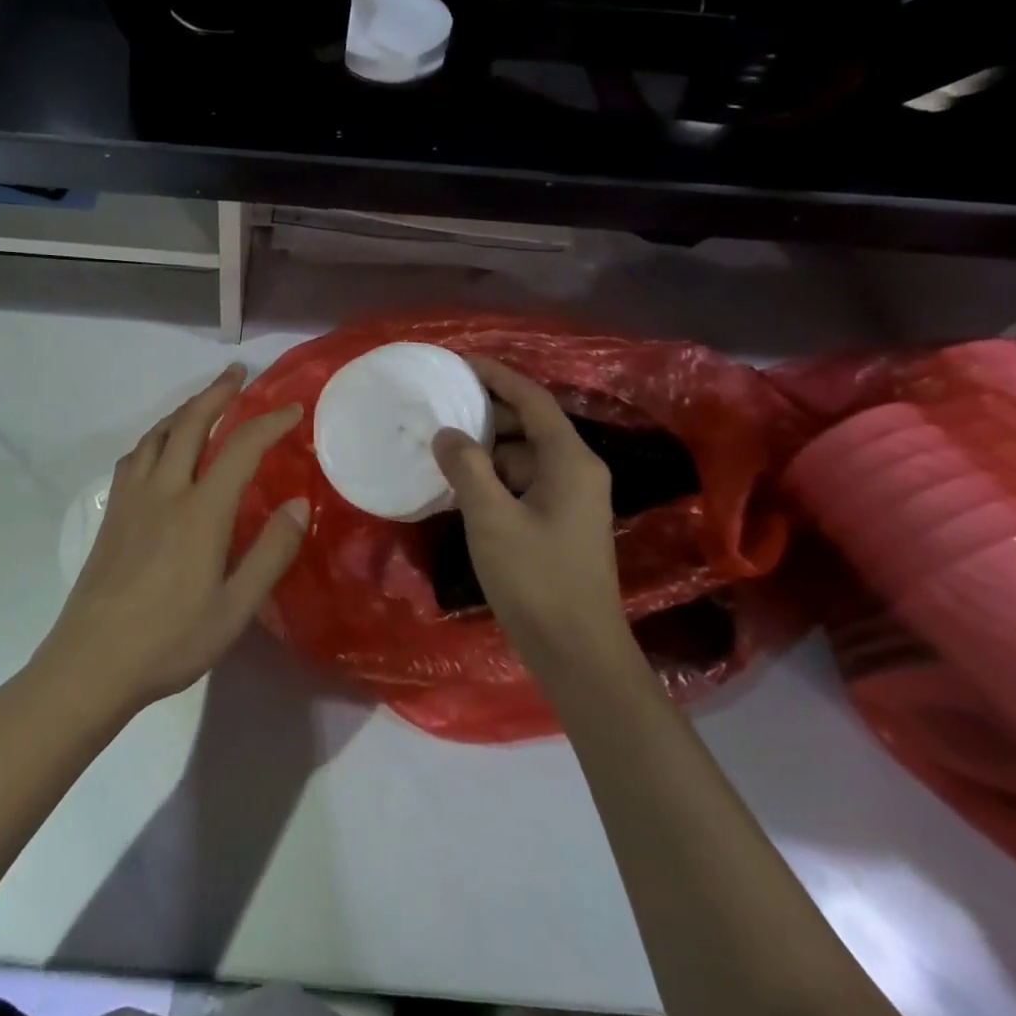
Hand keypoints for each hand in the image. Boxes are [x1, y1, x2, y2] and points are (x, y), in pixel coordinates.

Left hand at [39, 364, 308, 712]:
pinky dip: (155, 436)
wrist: (91, 663)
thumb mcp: (235, 609)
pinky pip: (135, 456)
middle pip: (190, 424)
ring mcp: (131, 499)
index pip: (240, 448)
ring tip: (203, 401)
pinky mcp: (111, 514)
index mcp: (200, 512)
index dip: (269, 423)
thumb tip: (297, 504)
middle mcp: (164, 491)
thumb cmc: (170, 640)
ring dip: (184, 409)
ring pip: (157, 434)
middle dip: (217, 393)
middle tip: (237, 373)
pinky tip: (159, 447)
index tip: (292, 410)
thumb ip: (270, 553)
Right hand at [432, 357, 627, 670]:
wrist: (578, 653)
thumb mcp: (491, 519)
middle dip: (484, 414)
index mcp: (570, 461)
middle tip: (437, 408)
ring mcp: (570, 499)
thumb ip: (466, 468)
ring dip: (484, 450)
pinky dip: (492, 478)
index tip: (458, 362)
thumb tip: (447, 434)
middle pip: (528, 426)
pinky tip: (459, 486)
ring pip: (522, 457)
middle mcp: (576, 471)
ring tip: (439, 446)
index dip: (496, 375)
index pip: (532, 400)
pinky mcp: (559, 523)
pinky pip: (522, 483)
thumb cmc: (536, 580)